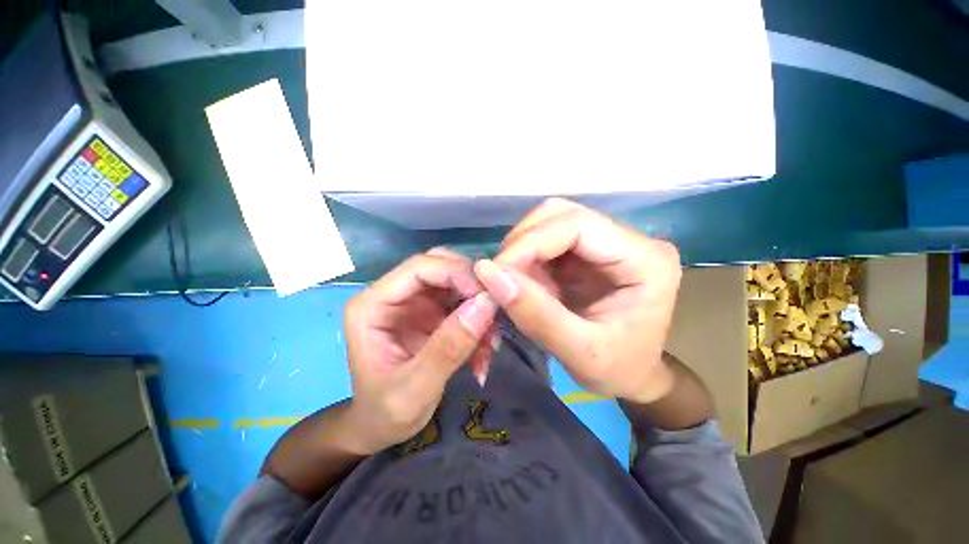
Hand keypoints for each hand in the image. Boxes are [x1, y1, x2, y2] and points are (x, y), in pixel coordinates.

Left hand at [343, 248, 496, 453]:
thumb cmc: (385, 413)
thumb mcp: (416, 388)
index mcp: (372, 305)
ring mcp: (413, 302)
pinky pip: (461, 303)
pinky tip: (483, 350)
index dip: (456, 273)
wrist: (379, 427)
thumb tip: (486, 303)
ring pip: (455, 283)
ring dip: (478, 307)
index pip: (419, 267)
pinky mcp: (430, 313)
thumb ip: (449, 346)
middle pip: (439, 267)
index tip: (488, 296)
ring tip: (489, 344)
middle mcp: (393, 294)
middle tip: (495, 315)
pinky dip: (477, 322)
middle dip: (471, 287)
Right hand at [474, 199, 681, 403]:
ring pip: (549, 223)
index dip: (530, 242)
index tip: (497, 272)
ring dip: (521, 251)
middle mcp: (629, 239)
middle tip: (499, 278)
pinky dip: (525, 259)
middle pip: (561, 215)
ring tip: (511, 284)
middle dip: (522, 243)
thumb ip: (535, 314)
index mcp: (646, 260)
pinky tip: (523, 284)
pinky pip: (546, 241)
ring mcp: (606, 242)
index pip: (577, 224)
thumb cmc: (619, 370)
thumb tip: (488, 273)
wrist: (634, 376)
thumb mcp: (579, 353)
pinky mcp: (588, 251)